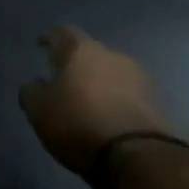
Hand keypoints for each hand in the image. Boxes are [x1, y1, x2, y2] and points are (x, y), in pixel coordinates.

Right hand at [20, 26, 172, 178]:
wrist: (136, 155)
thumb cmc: (78, 123)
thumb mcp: (39, 110)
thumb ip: (32, 92)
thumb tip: (36, 84)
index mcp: (83, 50)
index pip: (64, 33)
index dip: (51, 38)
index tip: (42, 45)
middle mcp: (113, 56)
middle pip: (91, 54)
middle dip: (78, 65)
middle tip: (64, 80)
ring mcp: (139, 78)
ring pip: (111, 75)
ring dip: (99, 85)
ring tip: (87, 103)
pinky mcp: (156, 104)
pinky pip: (127, 96)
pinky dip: (115, 103)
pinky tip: (106, 118)